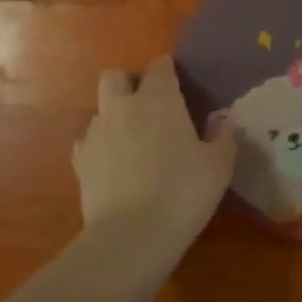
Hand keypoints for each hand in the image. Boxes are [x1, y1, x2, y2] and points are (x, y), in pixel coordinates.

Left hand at [73, 56, 235, 261]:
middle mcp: (122, 106)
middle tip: (148, 105)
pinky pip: (87, 140)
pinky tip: (113, 164)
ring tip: (132, 140)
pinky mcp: (79, 160)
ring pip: (100, 108)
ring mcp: (96, 132)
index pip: (160, 67)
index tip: (179, 84)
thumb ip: (222, 136)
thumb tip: (221, 119)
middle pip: (115, 76)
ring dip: (115, 115)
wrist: (131, 234)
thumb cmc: (183, 192)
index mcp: (159, 99)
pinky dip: (100, 145)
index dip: (169, 71)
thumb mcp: (219, 165)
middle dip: (129, 83)